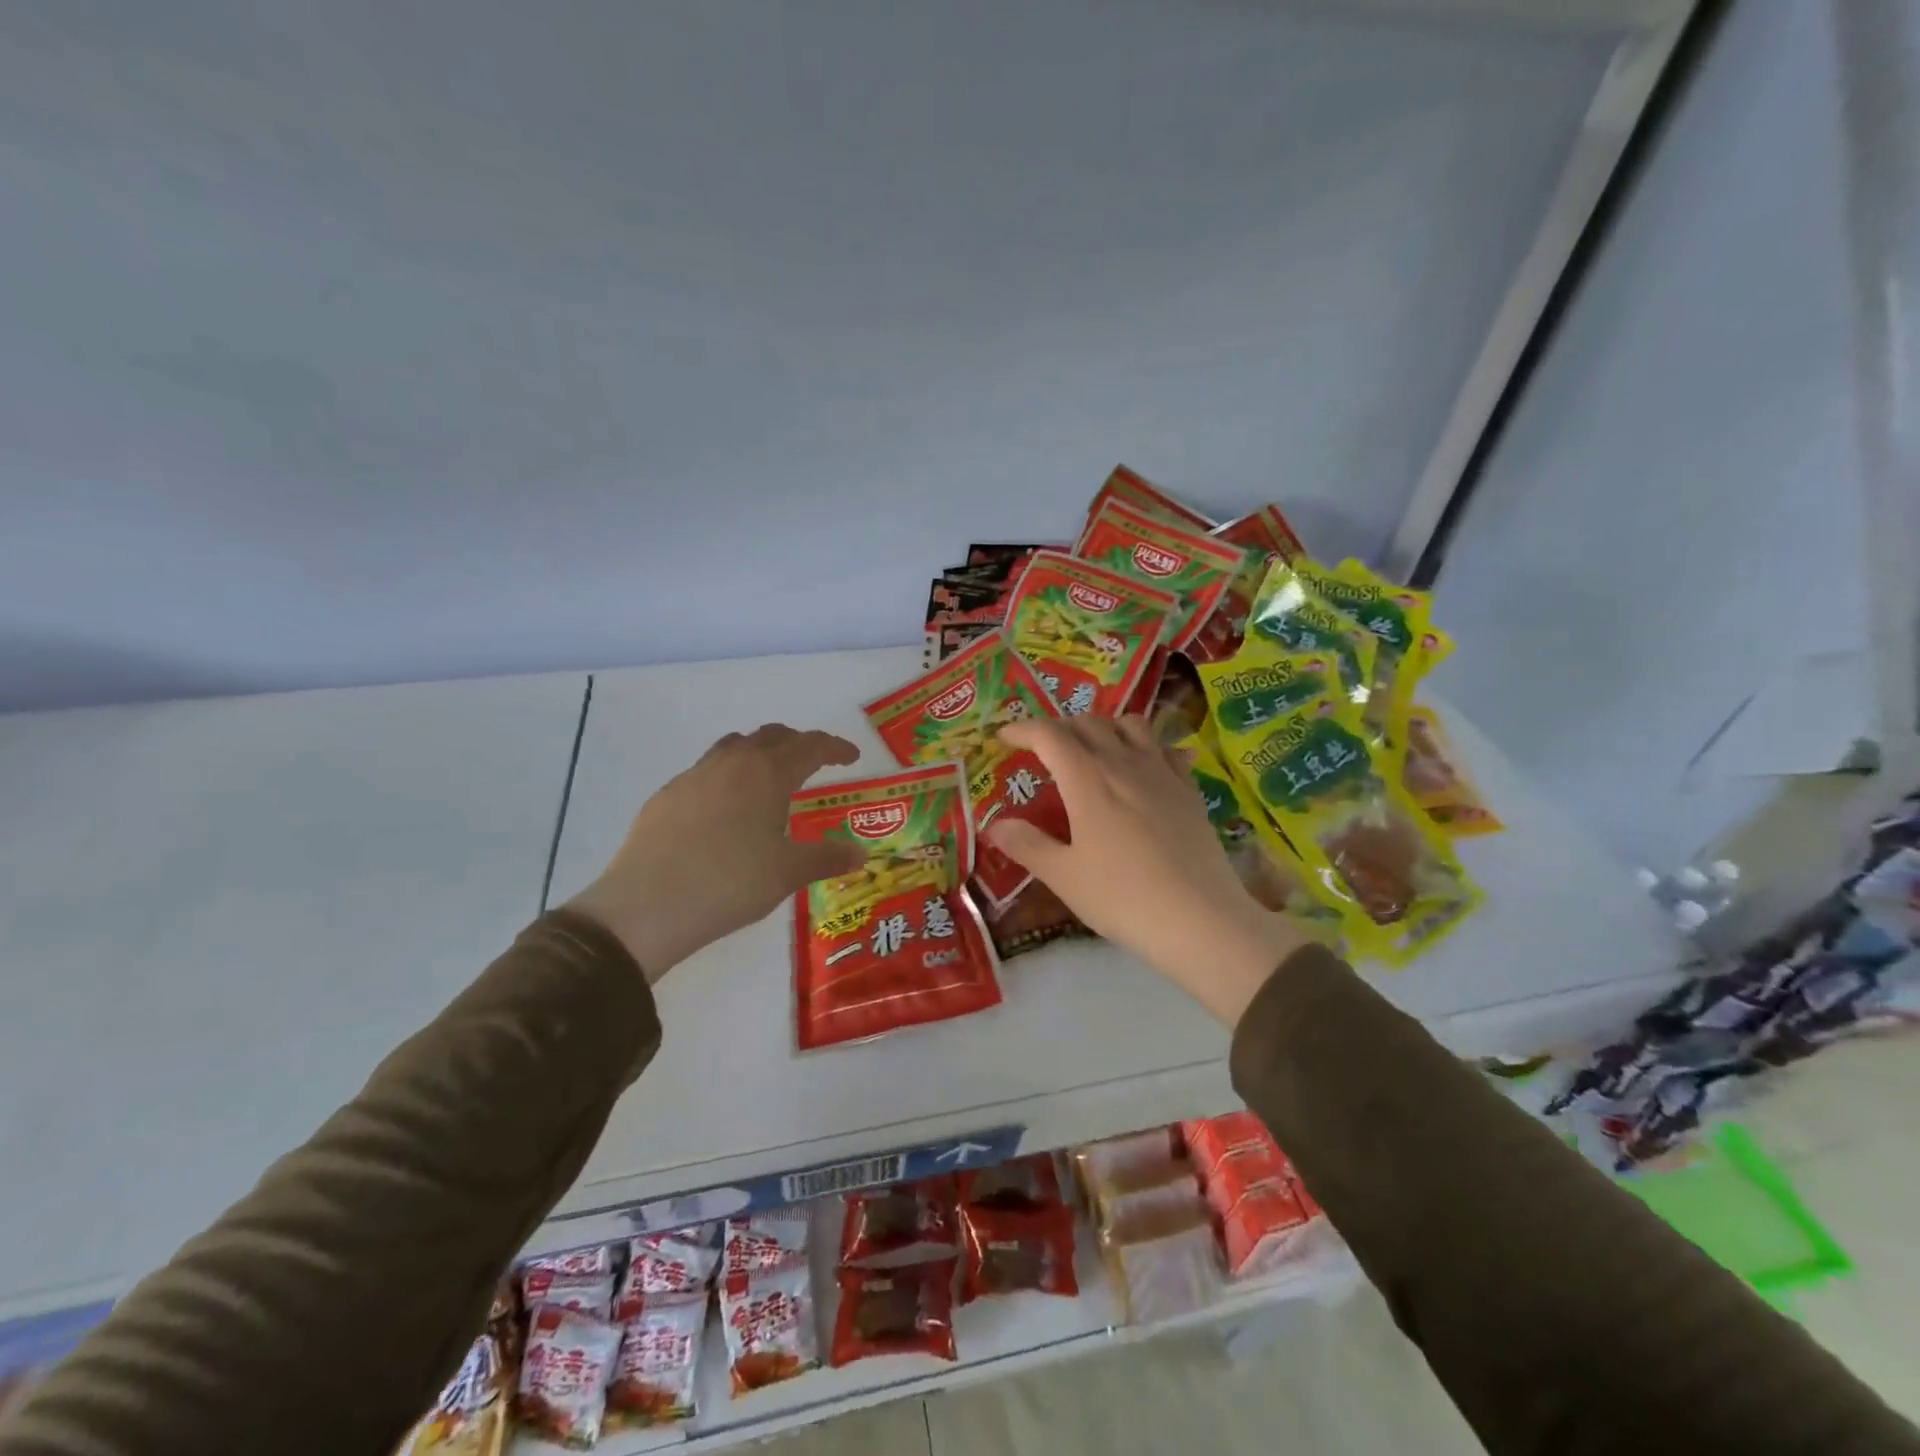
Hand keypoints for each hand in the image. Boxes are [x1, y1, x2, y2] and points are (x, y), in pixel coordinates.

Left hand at [567, 724, 864, 981]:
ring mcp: (694, 776)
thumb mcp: (788, 873)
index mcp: (767, 773)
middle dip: (798, 744)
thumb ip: (827, 858)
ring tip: (768, 778)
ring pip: (734, 746)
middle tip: (814, 764)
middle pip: (771, 736)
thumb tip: (861, 855)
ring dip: (759, 752)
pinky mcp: (666, 796)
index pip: (810, 745)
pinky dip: (726, 776)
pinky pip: (705, 771)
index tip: (851, 756)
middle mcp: (732, 763)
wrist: (647, 905)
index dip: (835, 747)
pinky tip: (724, 811)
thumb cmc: (730, 883)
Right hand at [986, 716, 1306, 1025]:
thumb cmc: (1123, 897)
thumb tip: (995, 825)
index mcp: (1088, 779)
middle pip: (1088, 723)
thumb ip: (1028, 845)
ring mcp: (1162, 773)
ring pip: (1131, 725)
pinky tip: (1145, 765)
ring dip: (1104, 726)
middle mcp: (1124, 763)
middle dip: (1059, 727)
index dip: (1022, 730)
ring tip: (1092, 747)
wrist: (1201, 918)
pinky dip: (1147, 745)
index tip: (1004, 738)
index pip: (1049, 735)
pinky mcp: (1189, 789)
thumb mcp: (1064, 877)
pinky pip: (1166, 749)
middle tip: (1042, 748)